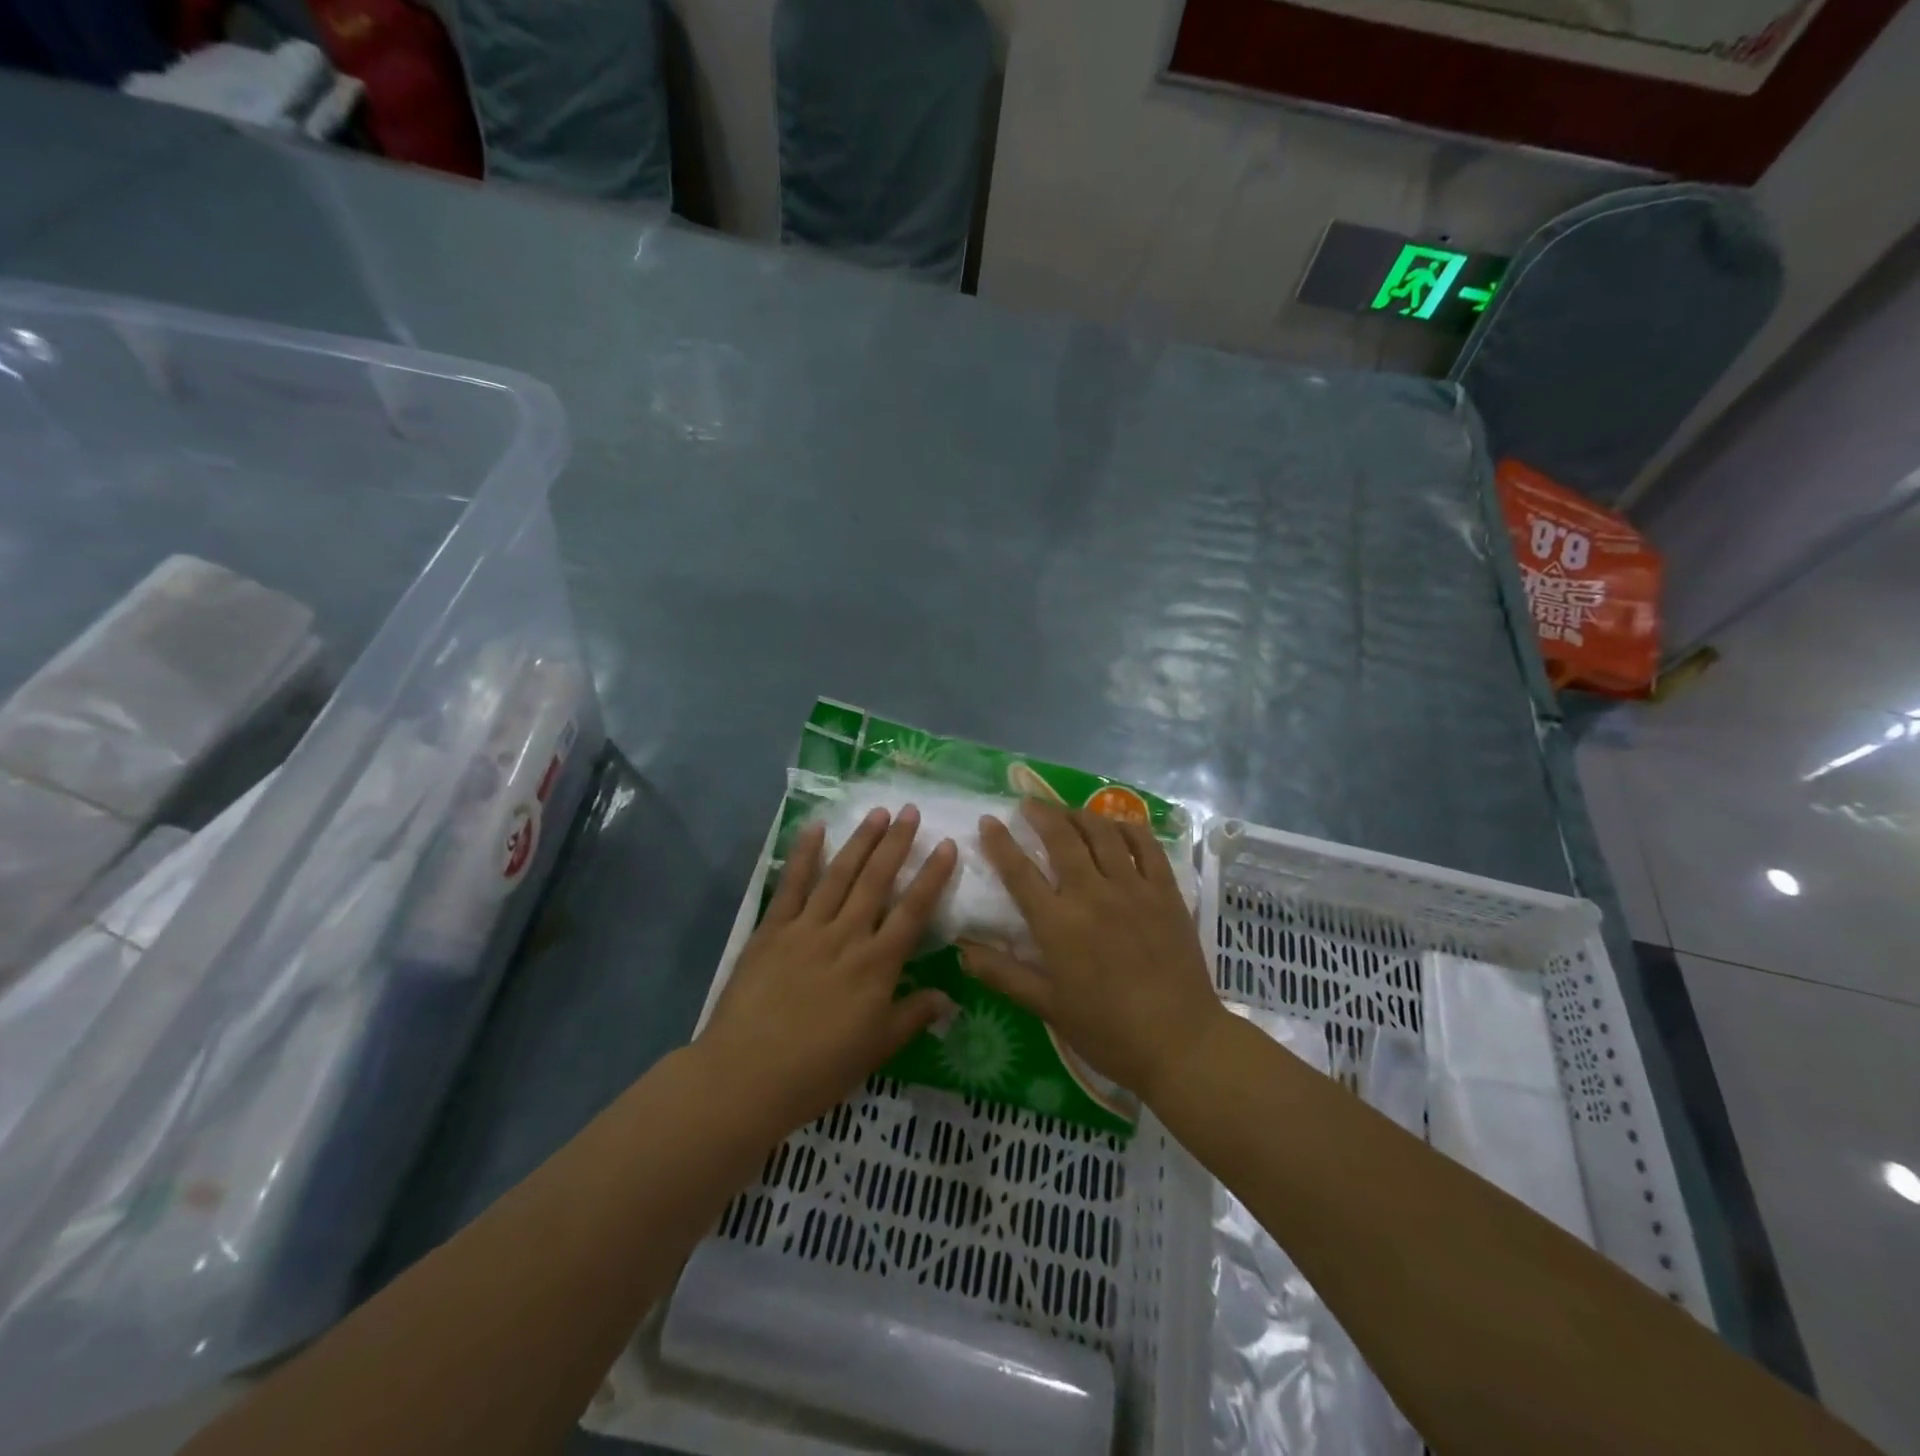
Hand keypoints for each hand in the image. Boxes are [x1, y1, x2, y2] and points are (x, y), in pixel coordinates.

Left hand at [699, 805, 958, 1133]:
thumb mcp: (877, 1049)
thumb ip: (914, 1016)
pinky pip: (792, 885)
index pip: (913, 911)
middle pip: (876, 881)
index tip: (946, 844)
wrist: (746, 1076)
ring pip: (840, 875)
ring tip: (878, 812)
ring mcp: (807, 928)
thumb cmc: (819, 1069)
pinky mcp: (772, 930)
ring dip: (860, 841)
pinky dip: (804, 855)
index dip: (932, 876)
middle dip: (897, 843)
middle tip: (911, 810)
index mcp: (876, 966)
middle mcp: (846, 936)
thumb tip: (950, 998)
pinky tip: (815, 828)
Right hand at [960, 799, 1224, 1105]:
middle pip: (1062, 838)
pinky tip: (1117, 825)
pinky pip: (1146, 846)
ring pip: (1103, 833)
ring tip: (1067, 811)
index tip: (988, 821)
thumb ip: (1003, 974)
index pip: (1019, 872)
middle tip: (1028, 804)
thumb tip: (961, 949)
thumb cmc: (1108, 1031)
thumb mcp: (1047, 1007)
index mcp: (1058, 924)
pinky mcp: (1166, 892)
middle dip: (1041, 814)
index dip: (1000, 843)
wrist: (1180, 1042)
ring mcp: (1133, 889)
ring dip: (1080, 814)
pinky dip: (1128, 827)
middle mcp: (1092, 895)